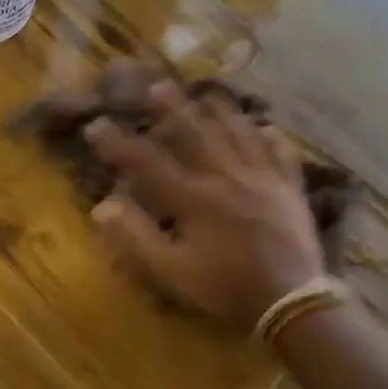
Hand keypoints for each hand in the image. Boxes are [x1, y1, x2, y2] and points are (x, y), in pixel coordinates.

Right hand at [85, 81, 324, 332]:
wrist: (291, 302)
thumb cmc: (226, 288)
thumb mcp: (172, 271)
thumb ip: (136, 238)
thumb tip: (102, 206)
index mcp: (194, 198)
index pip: (148, 162)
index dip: (119, 144)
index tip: (96, 126)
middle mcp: (227, 177)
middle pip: (196, 133)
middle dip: (173, 108)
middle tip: (157, 85)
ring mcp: (263, 179)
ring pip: (239, 134)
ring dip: (220, 112)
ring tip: (208, 94)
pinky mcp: (290, 189)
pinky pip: (280, 153)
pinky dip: (271, 137)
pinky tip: (266, 126)